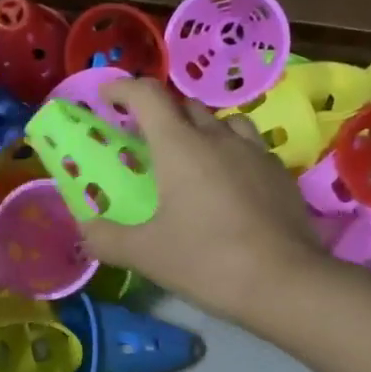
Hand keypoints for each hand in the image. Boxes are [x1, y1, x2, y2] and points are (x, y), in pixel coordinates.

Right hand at [80, 79, 330, 325]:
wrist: (284, 283)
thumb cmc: (206, 260)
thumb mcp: (145, 254)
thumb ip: (107, 239)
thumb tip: (86, 230)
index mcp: (180, 147)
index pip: (148, 96)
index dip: (123, 88)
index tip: (107, 94)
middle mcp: (219, 138)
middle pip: (186, 106)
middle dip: (160, 113)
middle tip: (144, 139)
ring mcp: (256, 153)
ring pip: (224, 122)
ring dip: (201, 129)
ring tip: (191, 157)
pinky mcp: (281, 175)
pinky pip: (250, 148)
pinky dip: (231, 153)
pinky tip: (228, 185)